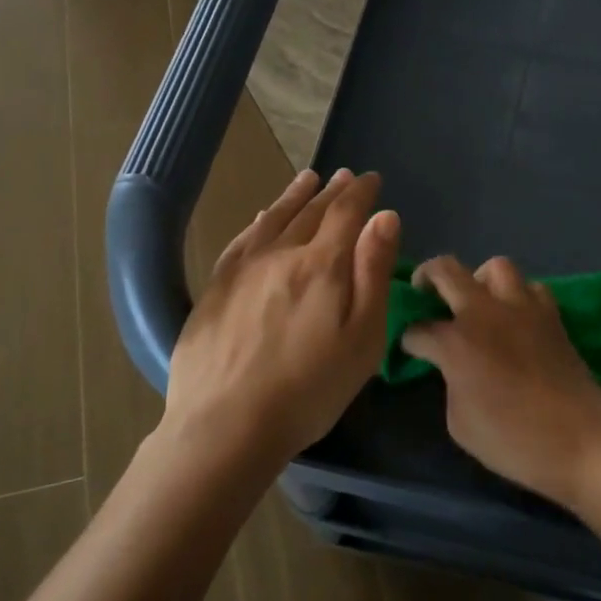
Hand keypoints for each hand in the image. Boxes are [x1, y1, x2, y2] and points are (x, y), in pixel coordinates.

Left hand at [164, 168, 400, 469]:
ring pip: (273, 218)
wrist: (225, 424)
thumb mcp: (362, 337)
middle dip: (332, 191)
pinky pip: (242, 239)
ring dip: (294, 196)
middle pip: (310, 212)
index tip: (371, 179)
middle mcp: (281, 253)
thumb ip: (373, 273)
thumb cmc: (309, 389)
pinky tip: (262, 217)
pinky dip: (259, 220)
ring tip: (308, 179)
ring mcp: (243, 268)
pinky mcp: (216, 287)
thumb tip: (385, 217)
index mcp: (322, 265)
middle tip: (344, 176)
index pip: (346, 214)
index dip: (361, 193)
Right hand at [399, 255, 600, 507]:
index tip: (409, 348)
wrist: (581, 441)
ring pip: (494, 267)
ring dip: (478, 279)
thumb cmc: (513, 441)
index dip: (408, 339)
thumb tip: (454, 368)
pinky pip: (530, 288)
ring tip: (476, 300)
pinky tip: (515, 317)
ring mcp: (522, 308)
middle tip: (423, 292)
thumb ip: (450, 383)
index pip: (418, 329)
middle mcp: (484, 313)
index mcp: (456, 342)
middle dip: (427, 276)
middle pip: (446, 270)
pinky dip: (518, 295)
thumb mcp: (460, 423)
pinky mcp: (551, 315)